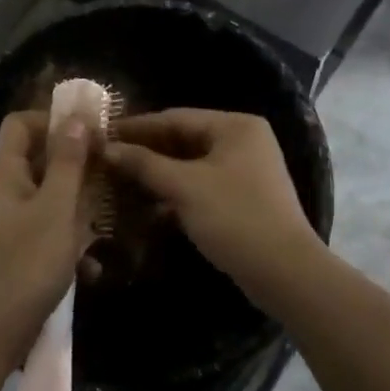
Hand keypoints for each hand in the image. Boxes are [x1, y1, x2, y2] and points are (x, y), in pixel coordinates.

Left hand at [0, 110, 93, 374]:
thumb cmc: (27, 264)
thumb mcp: (56, 208)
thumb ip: (67, 163)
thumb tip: (75, 117)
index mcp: (6, 174)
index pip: (20, 123)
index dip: (51, 119)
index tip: (89, 131)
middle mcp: (6, 192)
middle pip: (38, 158)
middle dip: (75, 162)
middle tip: (110, 169)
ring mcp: (12, 224)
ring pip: (49, 196)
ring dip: (79, 202)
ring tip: (109, 215)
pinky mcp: (22, 253)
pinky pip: (50, 230)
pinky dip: (71, 239)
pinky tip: (94, 263)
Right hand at [105, 110, 320, 301]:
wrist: (285, 272)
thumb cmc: (234, 217)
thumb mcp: (184, 187)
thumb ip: (144, 164)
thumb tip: (108, 148)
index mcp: (235, 126)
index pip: (176, 117)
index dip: (137, 127)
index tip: (104, 134)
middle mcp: (243, 140)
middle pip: (184, 139)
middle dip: (146, 152)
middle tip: (107, 159)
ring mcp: (245, 170)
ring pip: (191, 165)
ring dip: (158, 174)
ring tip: (119, 181)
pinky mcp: (243, 198)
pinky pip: (201, 185)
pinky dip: (176, 192)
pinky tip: (147, 205)